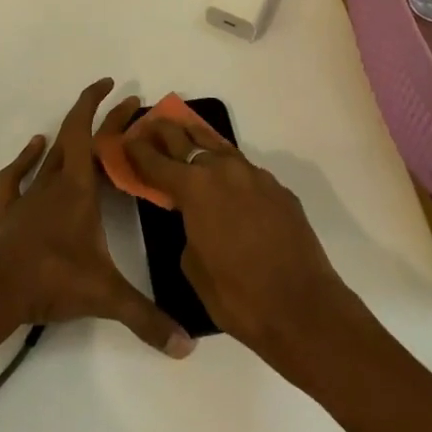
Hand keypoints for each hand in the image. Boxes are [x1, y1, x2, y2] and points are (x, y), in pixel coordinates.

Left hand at [0, 79, 192, 357]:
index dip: (99, 104)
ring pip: (52, 156)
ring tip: (89, 129)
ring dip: (70, 138)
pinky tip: (34, 148)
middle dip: (105, 121)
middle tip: (130, 106)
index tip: (115, 85)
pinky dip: (26, 159)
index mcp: (78, 189)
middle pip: (79, 140)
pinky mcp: (11, 213)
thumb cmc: (51, 279)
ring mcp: (30, 197)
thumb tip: (186, 345)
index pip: (89, 133)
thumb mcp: (105, 297)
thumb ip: (146, 318)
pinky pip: (16, 177)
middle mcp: (55, 183)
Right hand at [123, 117, 359, 364]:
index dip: (139, 151)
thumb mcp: (193, 267)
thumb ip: (187, 230)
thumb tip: (195, 219)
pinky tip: (228, 182)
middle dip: (167, 132)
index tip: (128, 140)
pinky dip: (230, 171)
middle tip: (153, 124)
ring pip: (220, 149)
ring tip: (187, 135)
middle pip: (188, 140)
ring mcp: (256, 177)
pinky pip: (246, 172)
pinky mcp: (279, 190)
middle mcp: (224, 171)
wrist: (303, 308)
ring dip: (200, 143)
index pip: (157, 162)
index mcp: (196, 188)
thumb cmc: (238, 296)